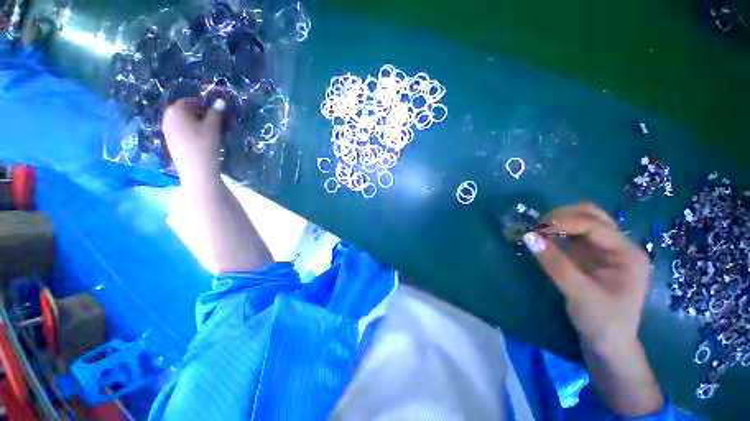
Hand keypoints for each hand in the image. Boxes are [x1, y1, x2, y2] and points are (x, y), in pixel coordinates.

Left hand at [162, 98, 224, 181]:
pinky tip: (198, 140)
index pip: (189, 101)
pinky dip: (188, 131)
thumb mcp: (213, 127)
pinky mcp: (169, 141)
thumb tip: (220, 101)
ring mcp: (166, 130)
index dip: (202, 105)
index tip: (214, 112)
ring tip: (206, 131)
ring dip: (193, 122)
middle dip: (197, 113)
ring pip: (181, 121)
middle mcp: (167, 117)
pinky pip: (179, 130)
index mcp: (176, 110)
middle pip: (183, 110)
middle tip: (211, 122)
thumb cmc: (204, 145)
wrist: (196, 169)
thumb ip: (216, 112)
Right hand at [523, 201, 649, 352]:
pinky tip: (543, 239)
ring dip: (558, 222)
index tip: (535, 230)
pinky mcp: (590, 256)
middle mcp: (618, 246)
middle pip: (591, 216)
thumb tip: (528, 237)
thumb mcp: (580, 294)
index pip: (594, 225)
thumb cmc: (602, 322)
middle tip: (536, 228)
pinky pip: (572, 235)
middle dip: (562, 217)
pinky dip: (556, 232)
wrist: (608, 344)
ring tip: (538, 232)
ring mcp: (604, 250)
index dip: (564, 222)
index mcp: (627, 254)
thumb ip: (555, 264)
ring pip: (582, 222)